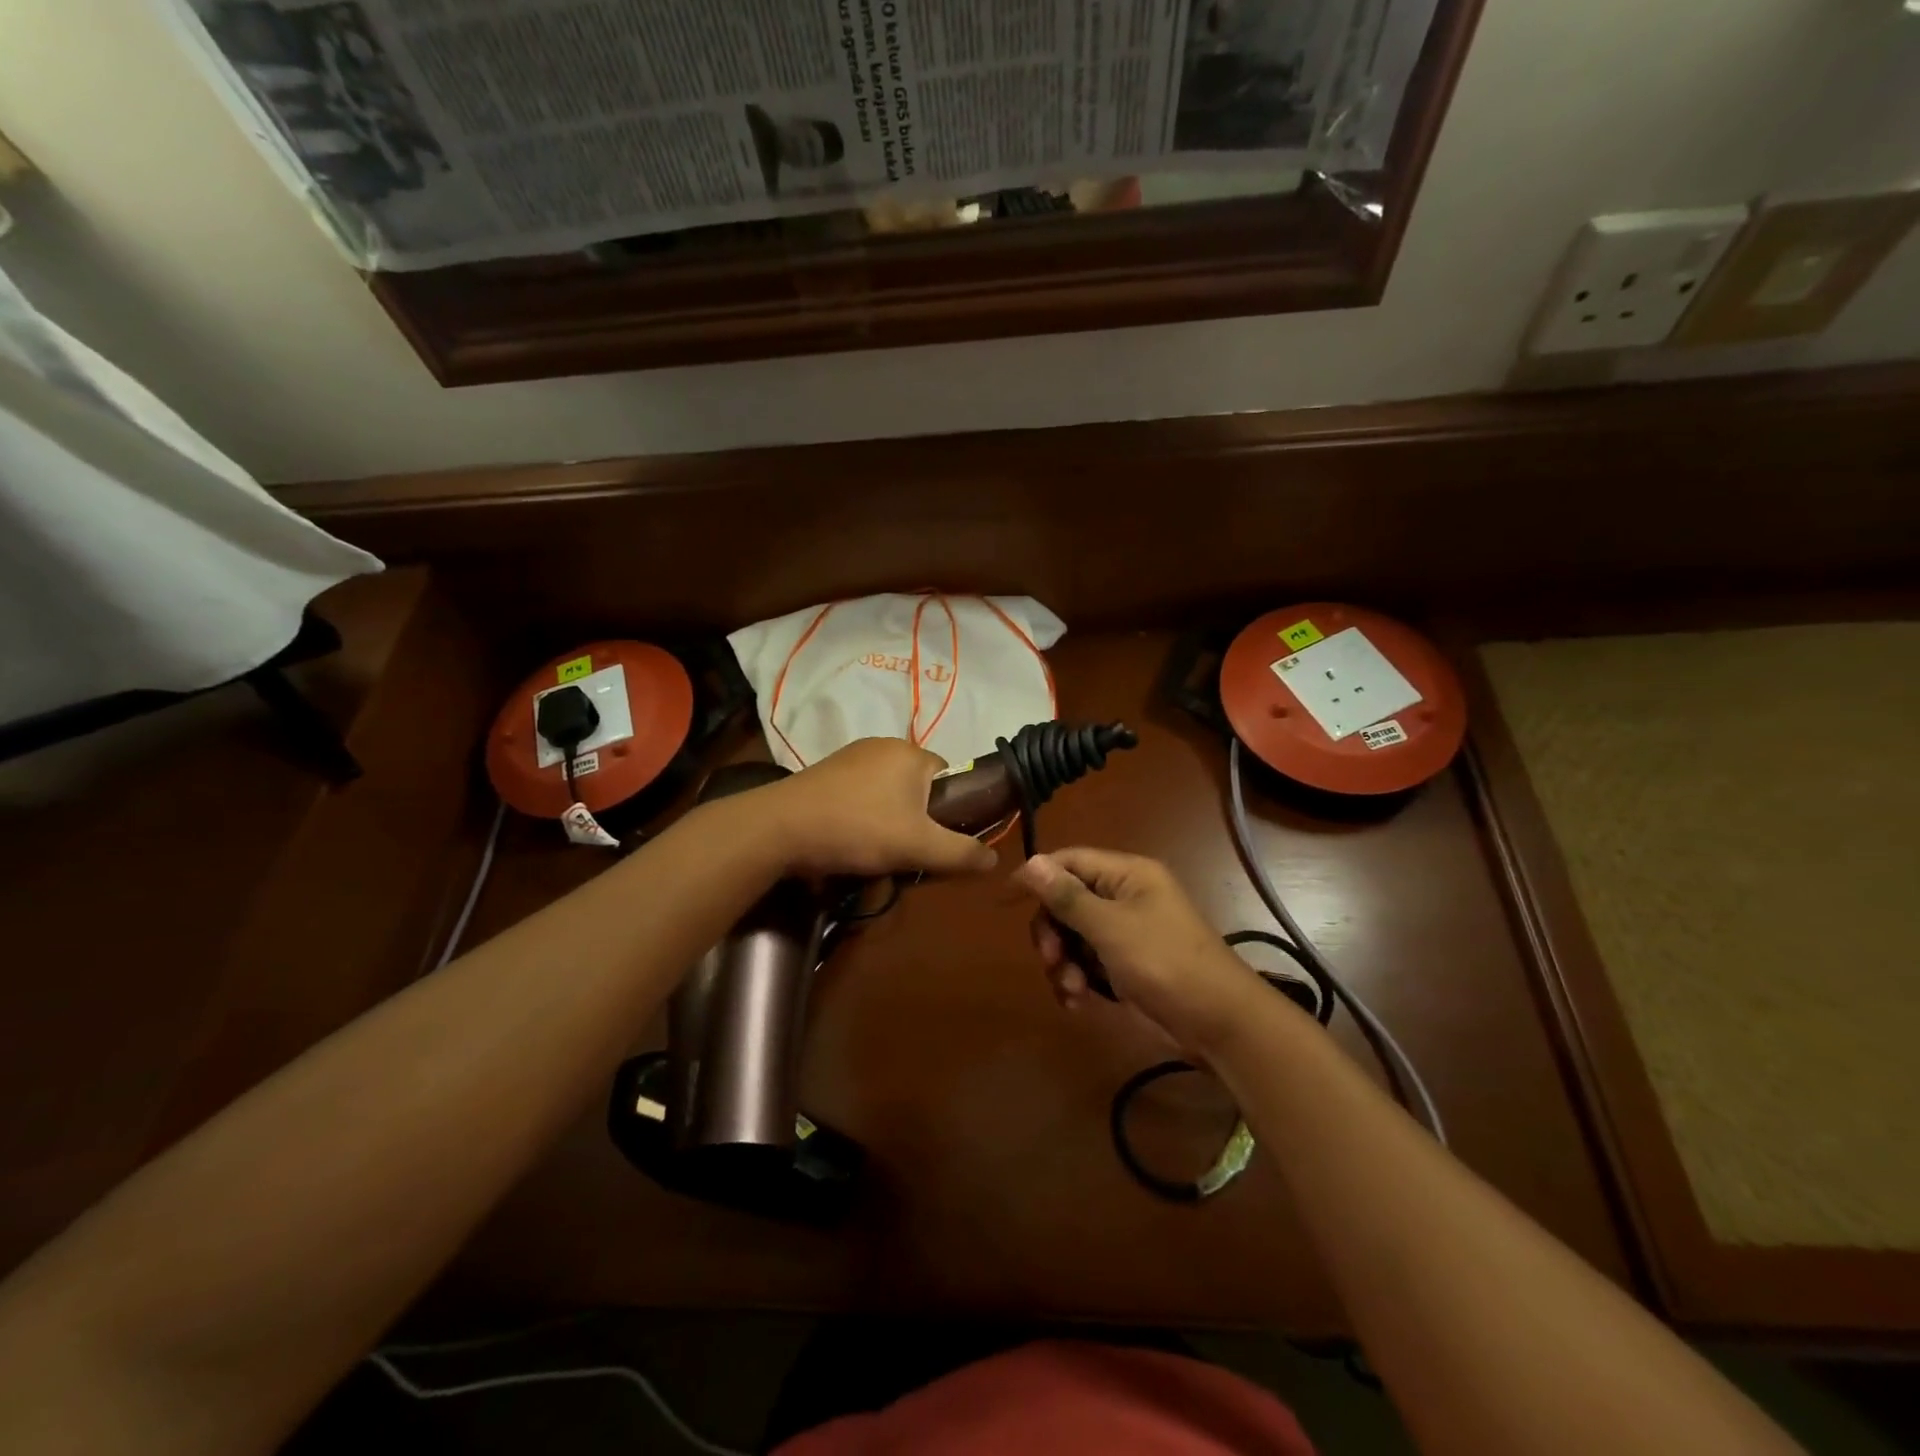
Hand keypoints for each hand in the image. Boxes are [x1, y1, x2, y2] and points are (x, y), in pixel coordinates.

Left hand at [761, 738, 999, 879]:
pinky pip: (859, 795)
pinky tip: (848, 842)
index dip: (950, 811)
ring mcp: (850, 757)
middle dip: (916, 821)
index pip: (949, 776)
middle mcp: (883, 745)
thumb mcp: (919, 847)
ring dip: (888, 822)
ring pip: (887, 794)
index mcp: (911, 752)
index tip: (935, 840)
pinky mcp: (824, 773)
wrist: (780, 828)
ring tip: (874, 853)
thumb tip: (995, 859)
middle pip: (917, 787)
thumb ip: (961, 852)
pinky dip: (861, 818)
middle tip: (905, 853)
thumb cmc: (859, 829)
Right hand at [1014, 849, 1265, 1058]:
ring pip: (1072, 937)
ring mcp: (1124, 933)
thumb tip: (1030, 861)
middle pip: (1066, 902)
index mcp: (1126, 875)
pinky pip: (1086, 963)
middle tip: (1050, 959)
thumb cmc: (1165, 963)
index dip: (1036, 876)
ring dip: (1063, 963)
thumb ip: (1067, 896)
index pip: (1069, 862)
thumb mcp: (1111, 928)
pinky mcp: (1125, 965)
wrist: (1217, 1023)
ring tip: (1073, 990)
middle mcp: (1123, 897)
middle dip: (1052, 932)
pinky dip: (1078, 980)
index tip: (1005, 901)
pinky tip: (1079, 1002)